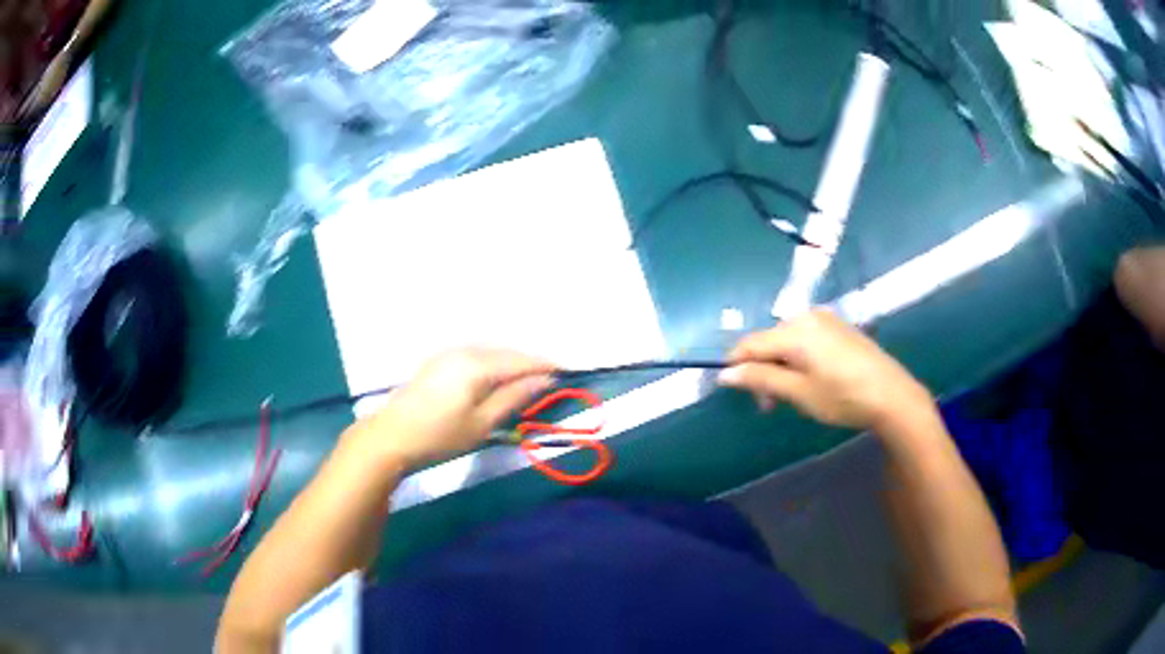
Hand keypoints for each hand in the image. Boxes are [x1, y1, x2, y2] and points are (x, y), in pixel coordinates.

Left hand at [345, 348, 554, 469]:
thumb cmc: (440, 436)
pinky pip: (476, 356)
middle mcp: (464, 350)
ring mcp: (448, 354)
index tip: (568, 371)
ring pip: (491, 353)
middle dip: (530, 363)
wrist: (391, 438)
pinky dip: (493, 365)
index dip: (545, 366)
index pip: (521, 360)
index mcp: (477, 364)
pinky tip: (498, 378)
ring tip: (529, 379)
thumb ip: (514, 397)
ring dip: (511, 363)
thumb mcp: (482, 423)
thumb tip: (544, 380)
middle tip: (551, 378)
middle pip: (506, 353)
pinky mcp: (438, 362)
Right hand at [718, 309, 931, 431]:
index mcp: (794, 330)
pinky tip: (809, 379)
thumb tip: (725, 373)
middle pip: (769, 340)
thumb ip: (760, 379)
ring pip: (787, 340)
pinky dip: (798, 358)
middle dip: (762, 370)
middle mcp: (807, 316)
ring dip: (780, 365)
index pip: (750, 343)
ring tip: (790, 396)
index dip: (736, 365)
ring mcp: (825, 319)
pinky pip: (806, 338)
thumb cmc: (842, 397)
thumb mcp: (798, 392)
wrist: (892, 395)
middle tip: (769, 405)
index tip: (733, 391)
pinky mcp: (839, 327)